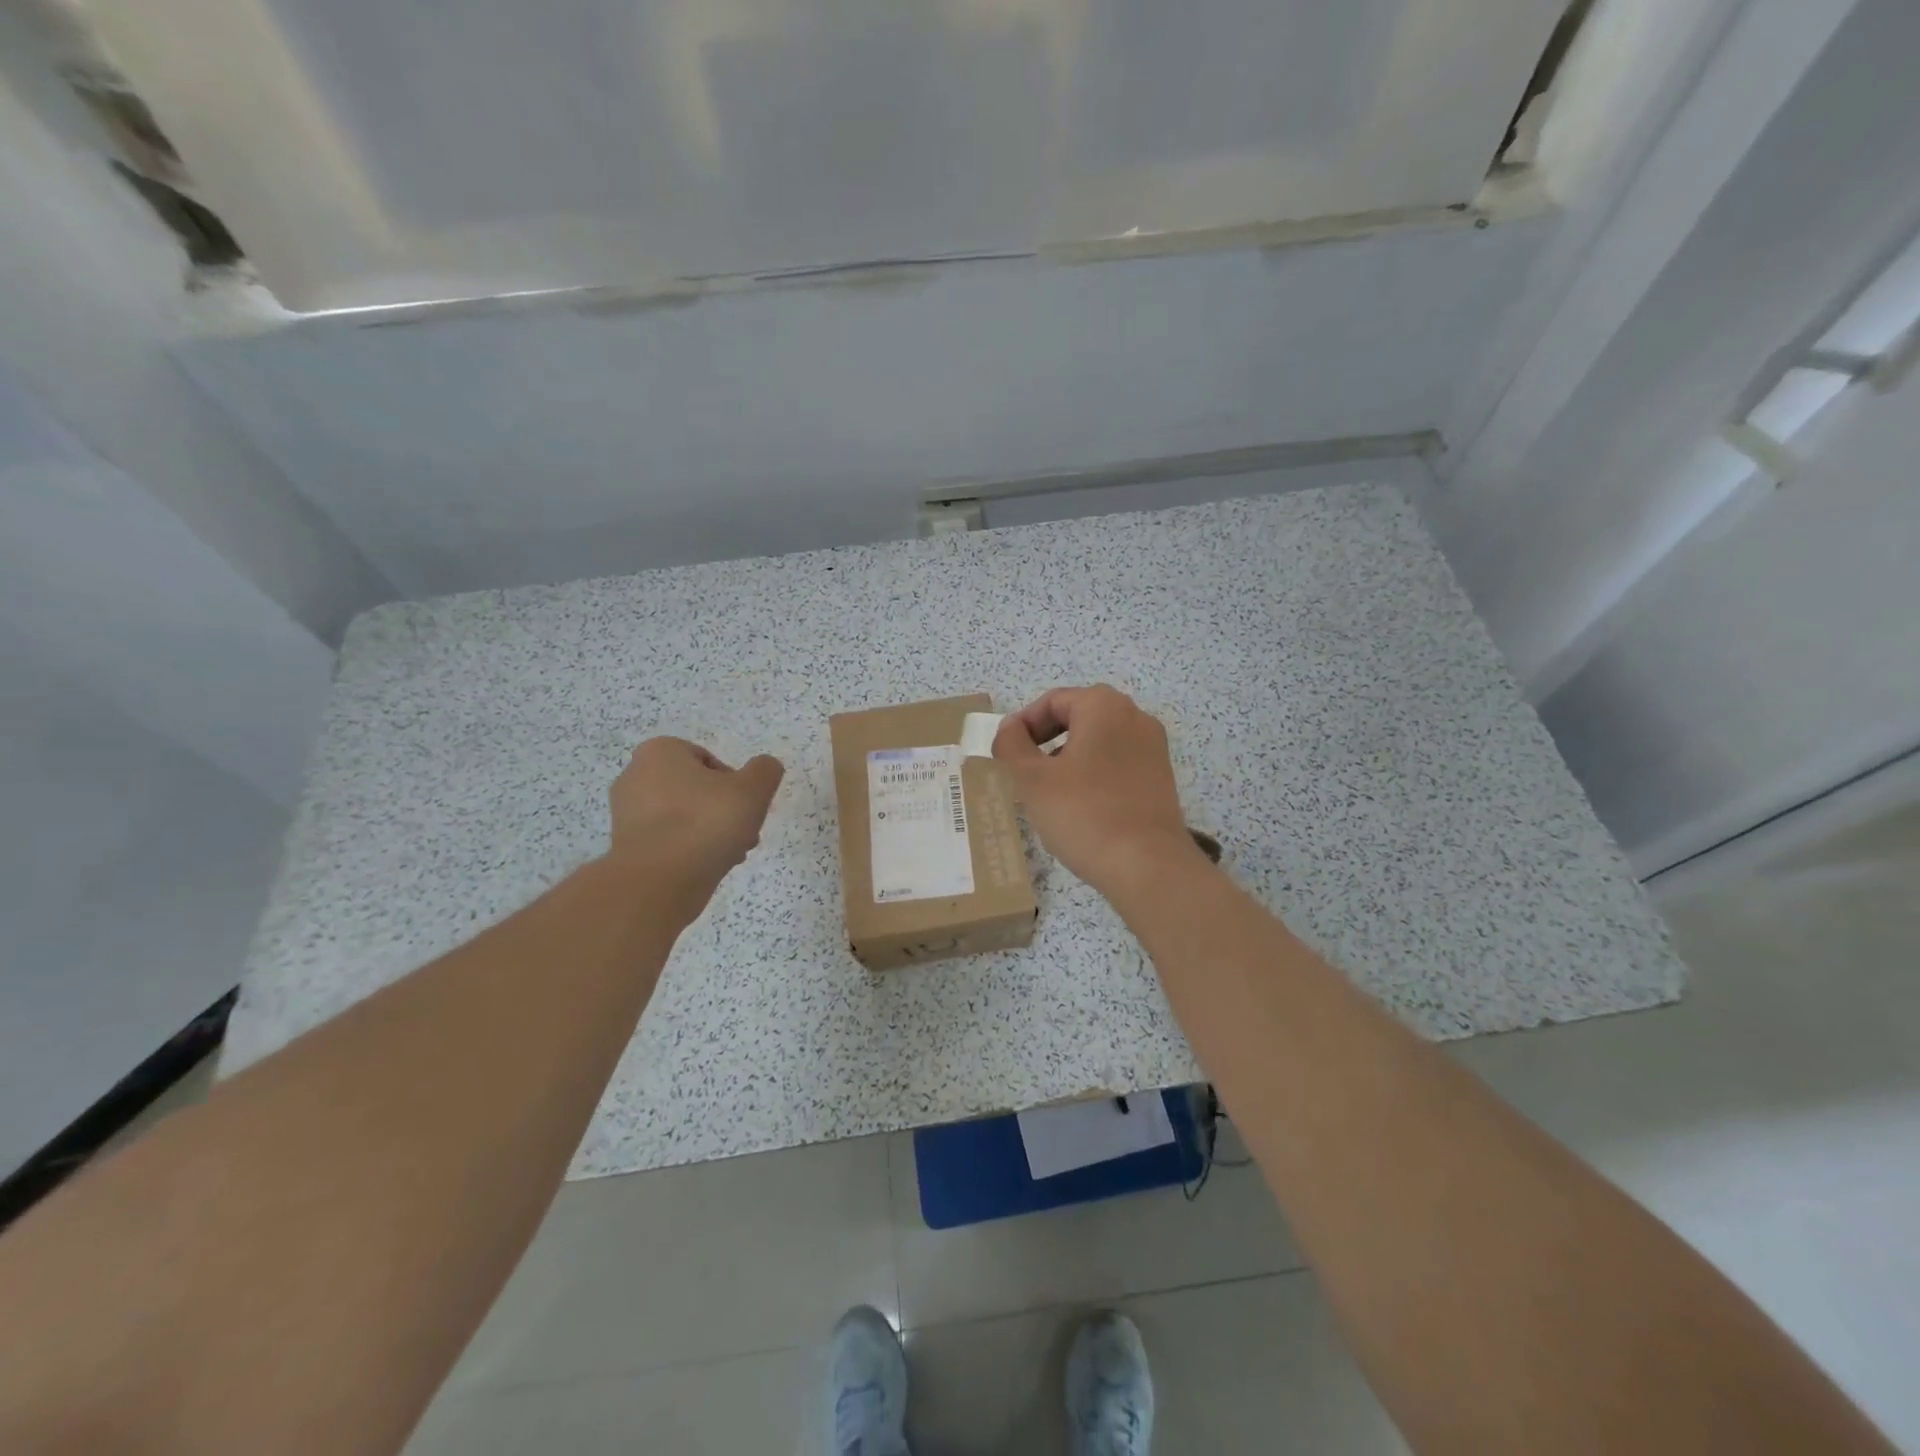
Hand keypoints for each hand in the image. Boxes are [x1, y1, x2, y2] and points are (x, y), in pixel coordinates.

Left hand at [606, 738, 784, 908]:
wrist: (658, 882)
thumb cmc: (705, 823)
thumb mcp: (753, 789)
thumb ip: (765, 771)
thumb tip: (764, 768)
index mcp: (660, 752)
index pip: (708, 760)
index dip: (734, 783)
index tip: (747, 806)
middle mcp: (635, 776)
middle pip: (697, 790)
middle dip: (724, 810)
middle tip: (745, 832)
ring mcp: (626, 814)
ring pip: (684, 817)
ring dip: (712, 832)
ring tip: (733, 854)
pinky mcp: (627, 847)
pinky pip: (668, 841)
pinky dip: (690, 850)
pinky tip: (710, 867)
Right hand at [993, 685, 1206, 897]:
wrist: (1147, 866)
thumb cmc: (1083, 814)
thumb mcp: (1032, 779)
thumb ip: (1012, 745)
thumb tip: (1009, 729)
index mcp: (1104, 706)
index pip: (1052, 701)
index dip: (1022, 725)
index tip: (1004, 754)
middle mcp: (1134, 717)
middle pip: (1077, 717)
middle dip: (1045, 741)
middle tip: (1023, 772)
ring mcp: (1153, 748)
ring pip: (1098, 741)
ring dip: (1068, 759)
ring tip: (1048, 794)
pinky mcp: (1160, 777)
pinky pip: (1117, 763)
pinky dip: (1093, 774)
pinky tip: (1080, 807)